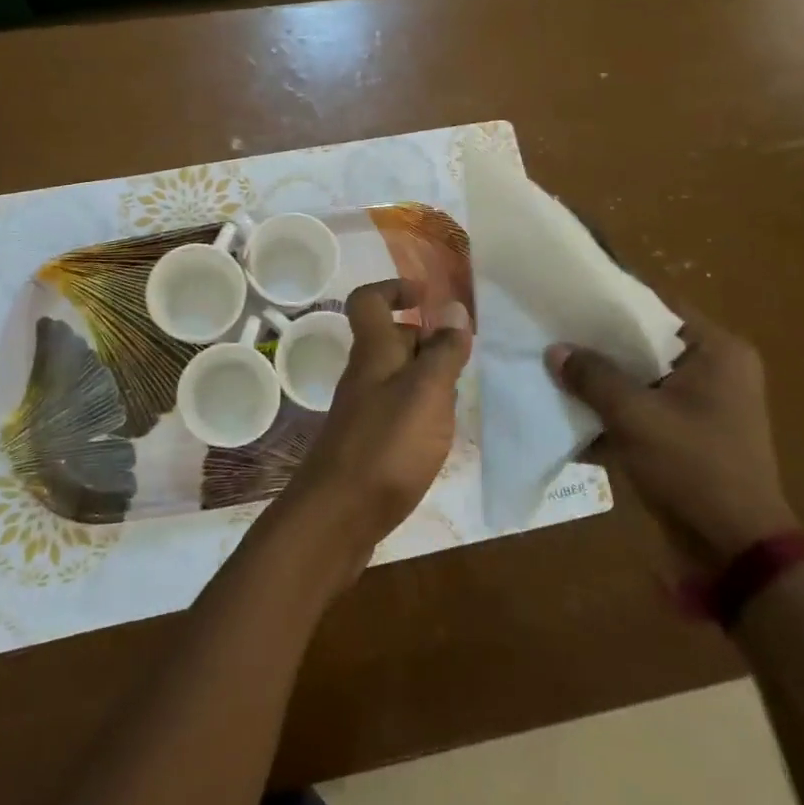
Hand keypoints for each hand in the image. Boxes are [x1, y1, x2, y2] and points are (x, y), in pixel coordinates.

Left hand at [276, 280, 472, 579]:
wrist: (338, 516)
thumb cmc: (386, 445)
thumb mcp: (426, 392)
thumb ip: (443, 351)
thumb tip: (455, 308)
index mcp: (374, 350)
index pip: (369, 300)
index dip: (395, 288)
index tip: (430, 297)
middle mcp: (365, 373)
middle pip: (390, 337)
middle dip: (427, 336)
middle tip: (464, 353)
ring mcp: (364, 408)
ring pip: (398, 374)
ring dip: (429, 375)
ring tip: (462, 392)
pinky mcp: (369, 441)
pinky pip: (398, 407)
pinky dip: (422, 408)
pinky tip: (442, 429)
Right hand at [546, 308, 795, 580]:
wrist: (735, 552)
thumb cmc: (694, 468)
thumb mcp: (636, 417)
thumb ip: (593, 378)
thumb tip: (555, 350)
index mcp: (717, 352)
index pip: (656, 306)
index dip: (611, 299)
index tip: (567, 296)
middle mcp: (714, 370)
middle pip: (645, 343)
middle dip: (599, 344)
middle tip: (551, 332)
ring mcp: (701, 405)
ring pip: (640, 378)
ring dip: (602, 381)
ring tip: (552, 369)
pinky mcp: (686, 435)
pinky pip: (643, 409)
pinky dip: (613, 412)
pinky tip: (571, 416)